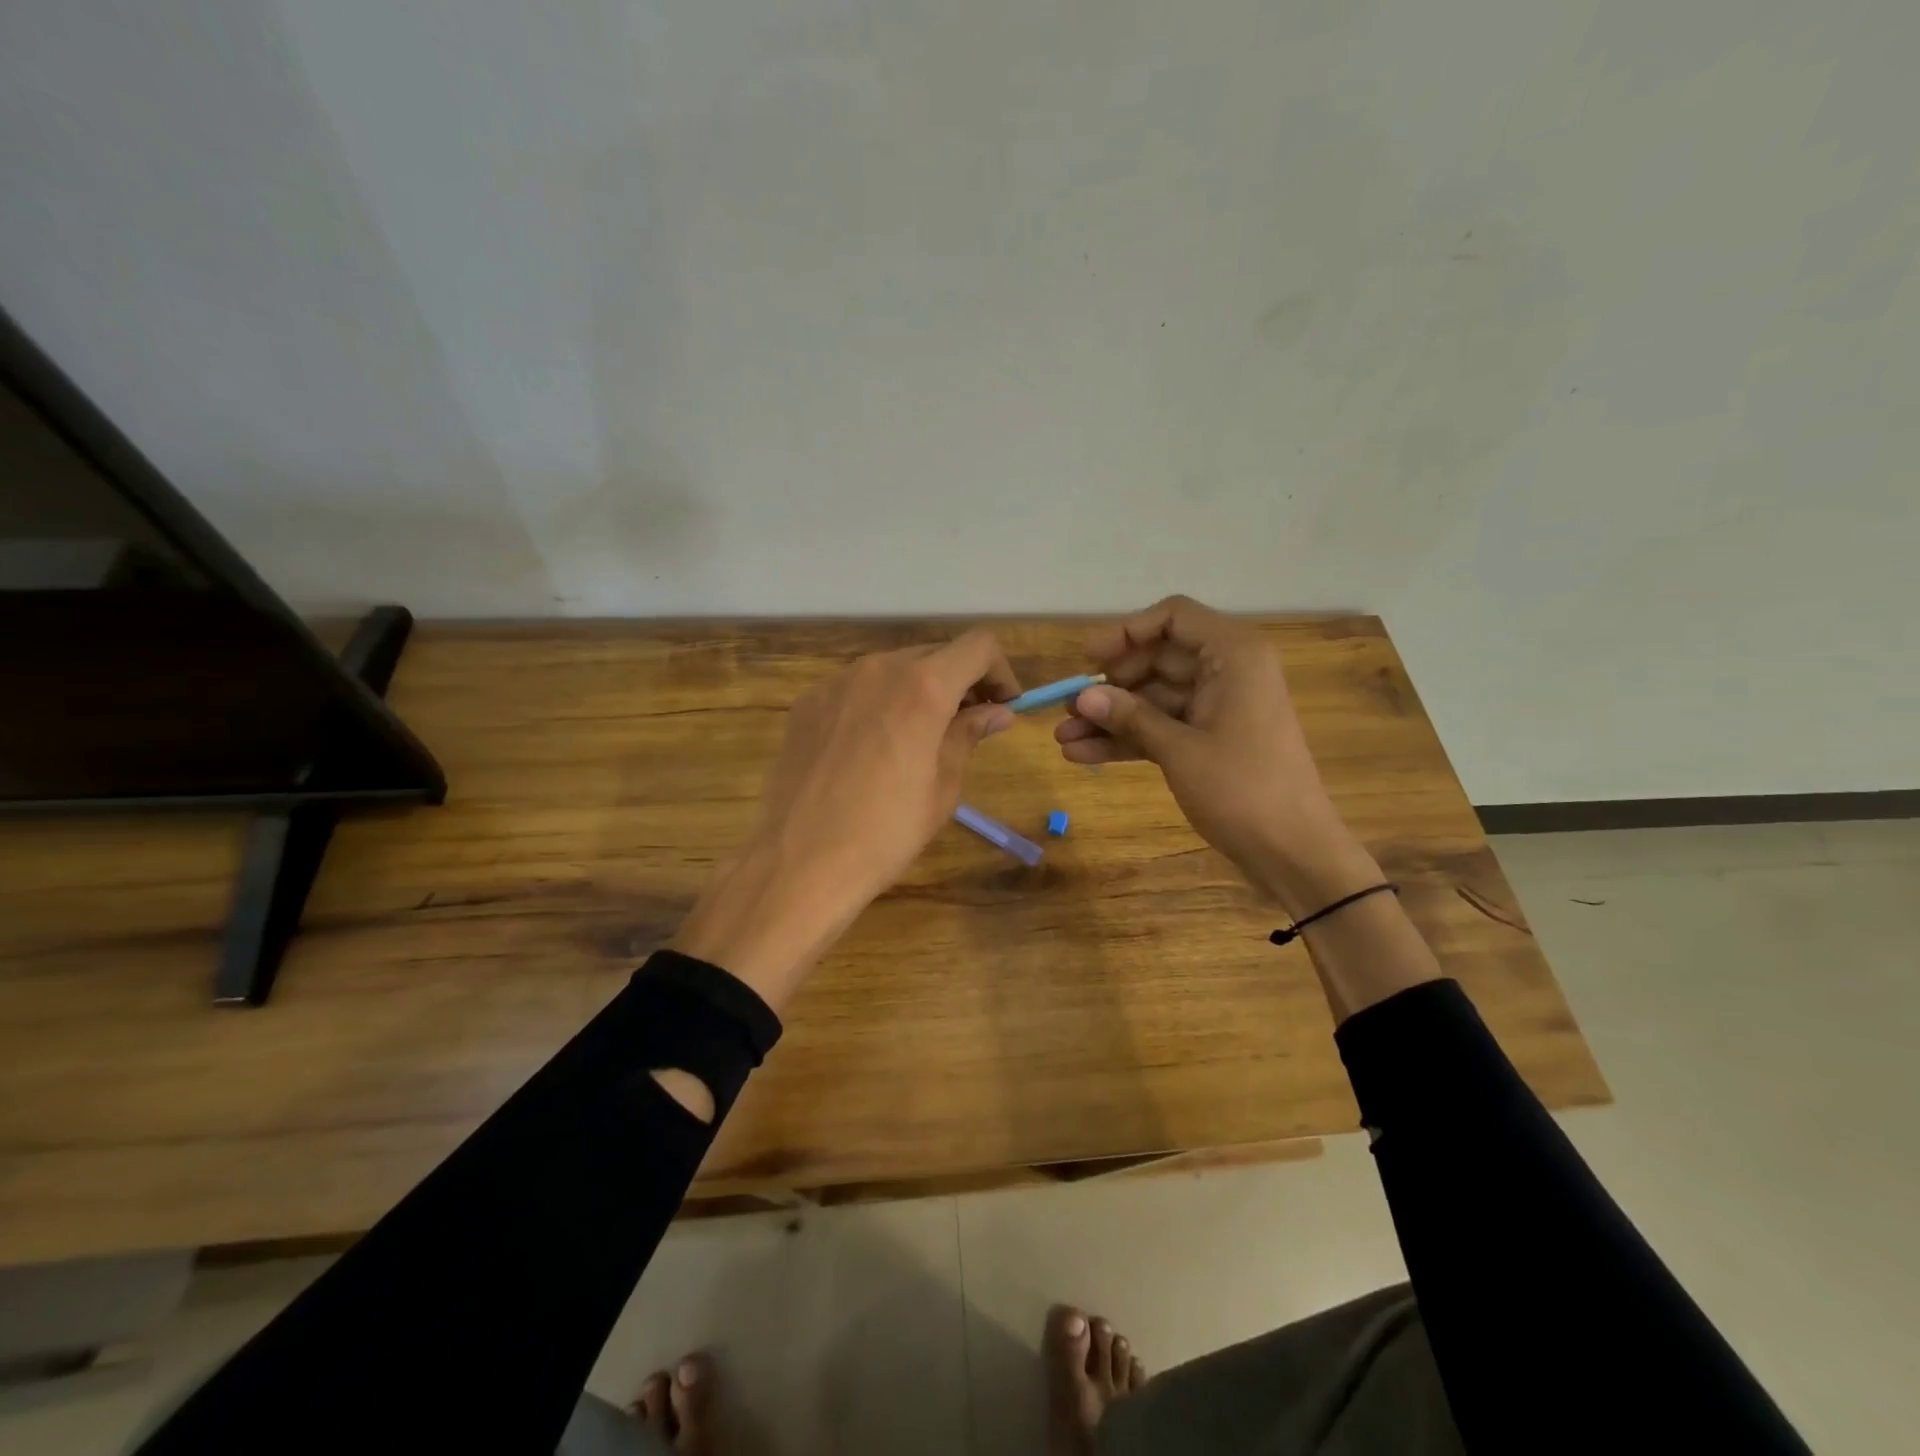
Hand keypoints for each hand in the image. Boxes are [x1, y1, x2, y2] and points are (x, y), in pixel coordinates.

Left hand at [672, 629, 1019, 1008]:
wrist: (801, 860)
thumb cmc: (887, 831)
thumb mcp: (943, 786)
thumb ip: (969, 734)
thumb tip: (997, 712)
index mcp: (922, 687)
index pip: (978, 646)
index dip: (1000, 670)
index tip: (1003, 705)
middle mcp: (879, 669)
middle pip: (934, 655)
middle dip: (960, 682)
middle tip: (968, 724)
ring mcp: (836, 682)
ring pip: (892, 669)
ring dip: (917, 691)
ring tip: (917, 738)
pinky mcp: (807, 702)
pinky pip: (856, 689)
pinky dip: (878, 703)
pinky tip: (871, 747)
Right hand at [1055, 596, 1377, 913]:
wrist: (1293, 852)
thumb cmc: (1243, 789)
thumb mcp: (1179, 750)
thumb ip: (1130, 717)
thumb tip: (1082, 696)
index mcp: (1233, 656)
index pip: (1174, 618)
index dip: (1126, 632)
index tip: (1088, 659)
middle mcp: (1226, 672)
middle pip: (1157, 660)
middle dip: (1110, 685)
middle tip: (1067, 708)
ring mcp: (1217, 708)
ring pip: (1154, 699)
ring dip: (1110, 718)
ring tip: (1062, 739)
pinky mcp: (1209, 740)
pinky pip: (1161, 727)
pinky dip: (1128, 739)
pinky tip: (1084, 755)